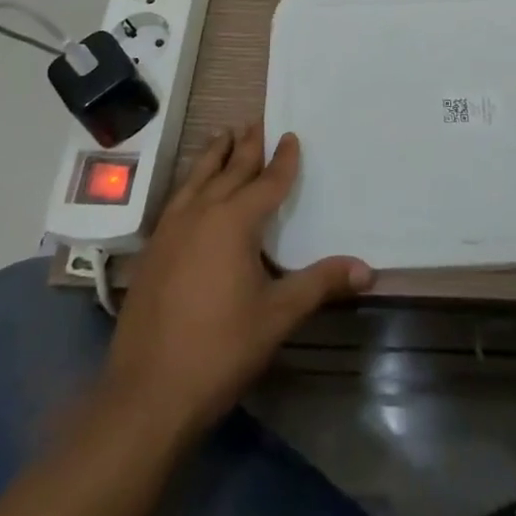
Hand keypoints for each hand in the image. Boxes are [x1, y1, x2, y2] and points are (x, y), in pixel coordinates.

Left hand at [100, 125, 371, 435]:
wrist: (148, 393)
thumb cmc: (220, 349)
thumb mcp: (278, 315)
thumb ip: (320, 284)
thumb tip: (367, 269)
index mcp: (234, 222)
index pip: (266, 181)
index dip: (283, 159)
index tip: (291, 136)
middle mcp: (201, 213)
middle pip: (228, 170)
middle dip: (246, 146)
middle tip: (256, 121)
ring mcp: (171, 230)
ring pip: (196, 179)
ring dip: (213, 156)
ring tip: (222, 134)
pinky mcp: (153, 251)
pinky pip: (177, 200)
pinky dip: (190, 183)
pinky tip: (191, 190)